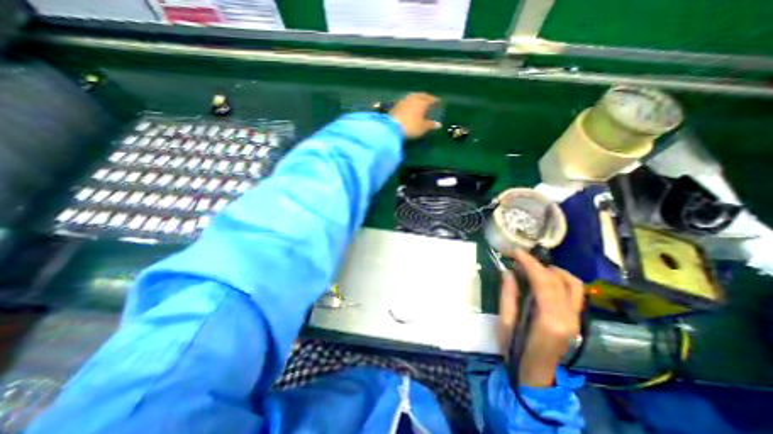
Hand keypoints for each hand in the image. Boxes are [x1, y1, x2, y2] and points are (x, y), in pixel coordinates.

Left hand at [390, 91, 436, 138]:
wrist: (392, 128)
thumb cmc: (411, 127)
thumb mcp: (423, 127)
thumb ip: (431, 125)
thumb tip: (438, 124)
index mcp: (422, 102)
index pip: (430, 99)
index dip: (434, 100)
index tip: (438, 101)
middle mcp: (412, 98)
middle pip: (420, 95)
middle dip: (425, 97)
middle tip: (428, 99)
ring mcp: (403, 101)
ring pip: (411, 97)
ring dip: (416, 98)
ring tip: (418, 102)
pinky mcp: (395, 106)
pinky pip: (405, 102)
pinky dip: (408, 103)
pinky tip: (408, 107)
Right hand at [499, 249, 582, 388]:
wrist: (535, 373)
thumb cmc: (515, 349)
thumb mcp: (505, 322)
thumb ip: (508, 295)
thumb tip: (508, 271)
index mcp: (549, 320)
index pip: (544, 282)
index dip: (529, 262)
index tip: (515, 251)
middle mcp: (568, 317)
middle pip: (558, 279)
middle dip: (537, 264)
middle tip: (518, 260)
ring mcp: (576, 318)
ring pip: (573, 283)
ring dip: (553, 270)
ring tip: (532, 269)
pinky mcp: (576, 319)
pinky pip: (575, 291)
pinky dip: (560, 279)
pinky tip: (544, 280)